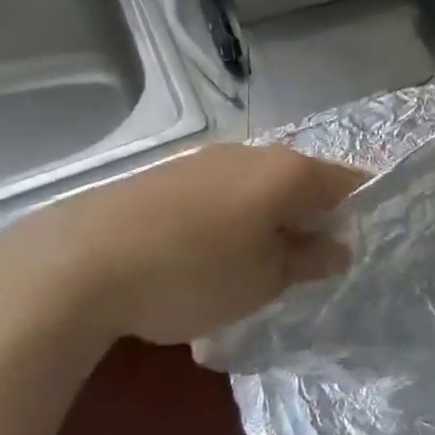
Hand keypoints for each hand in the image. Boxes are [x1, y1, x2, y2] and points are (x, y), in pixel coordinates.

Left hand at [0, 143, 366, 350]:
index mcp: (287, 172)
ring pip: (257, 186)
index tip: (359, 245)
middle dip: (312, 217)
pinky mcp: (165, 175)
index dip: (360, 210)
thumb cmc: (192, 273)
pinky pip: (220, 192)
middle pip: (301, 180)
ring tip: (256, 264)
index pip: (346, 181)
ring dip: (269, 218)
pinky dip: (231, 217)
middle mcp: (251, 154)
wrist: (74, 264)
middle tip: (309, 264)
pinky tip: (207, 254)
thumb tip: (337, 247)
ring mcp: (204, 160)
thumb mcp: (263, 281)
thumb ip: (308, 260)